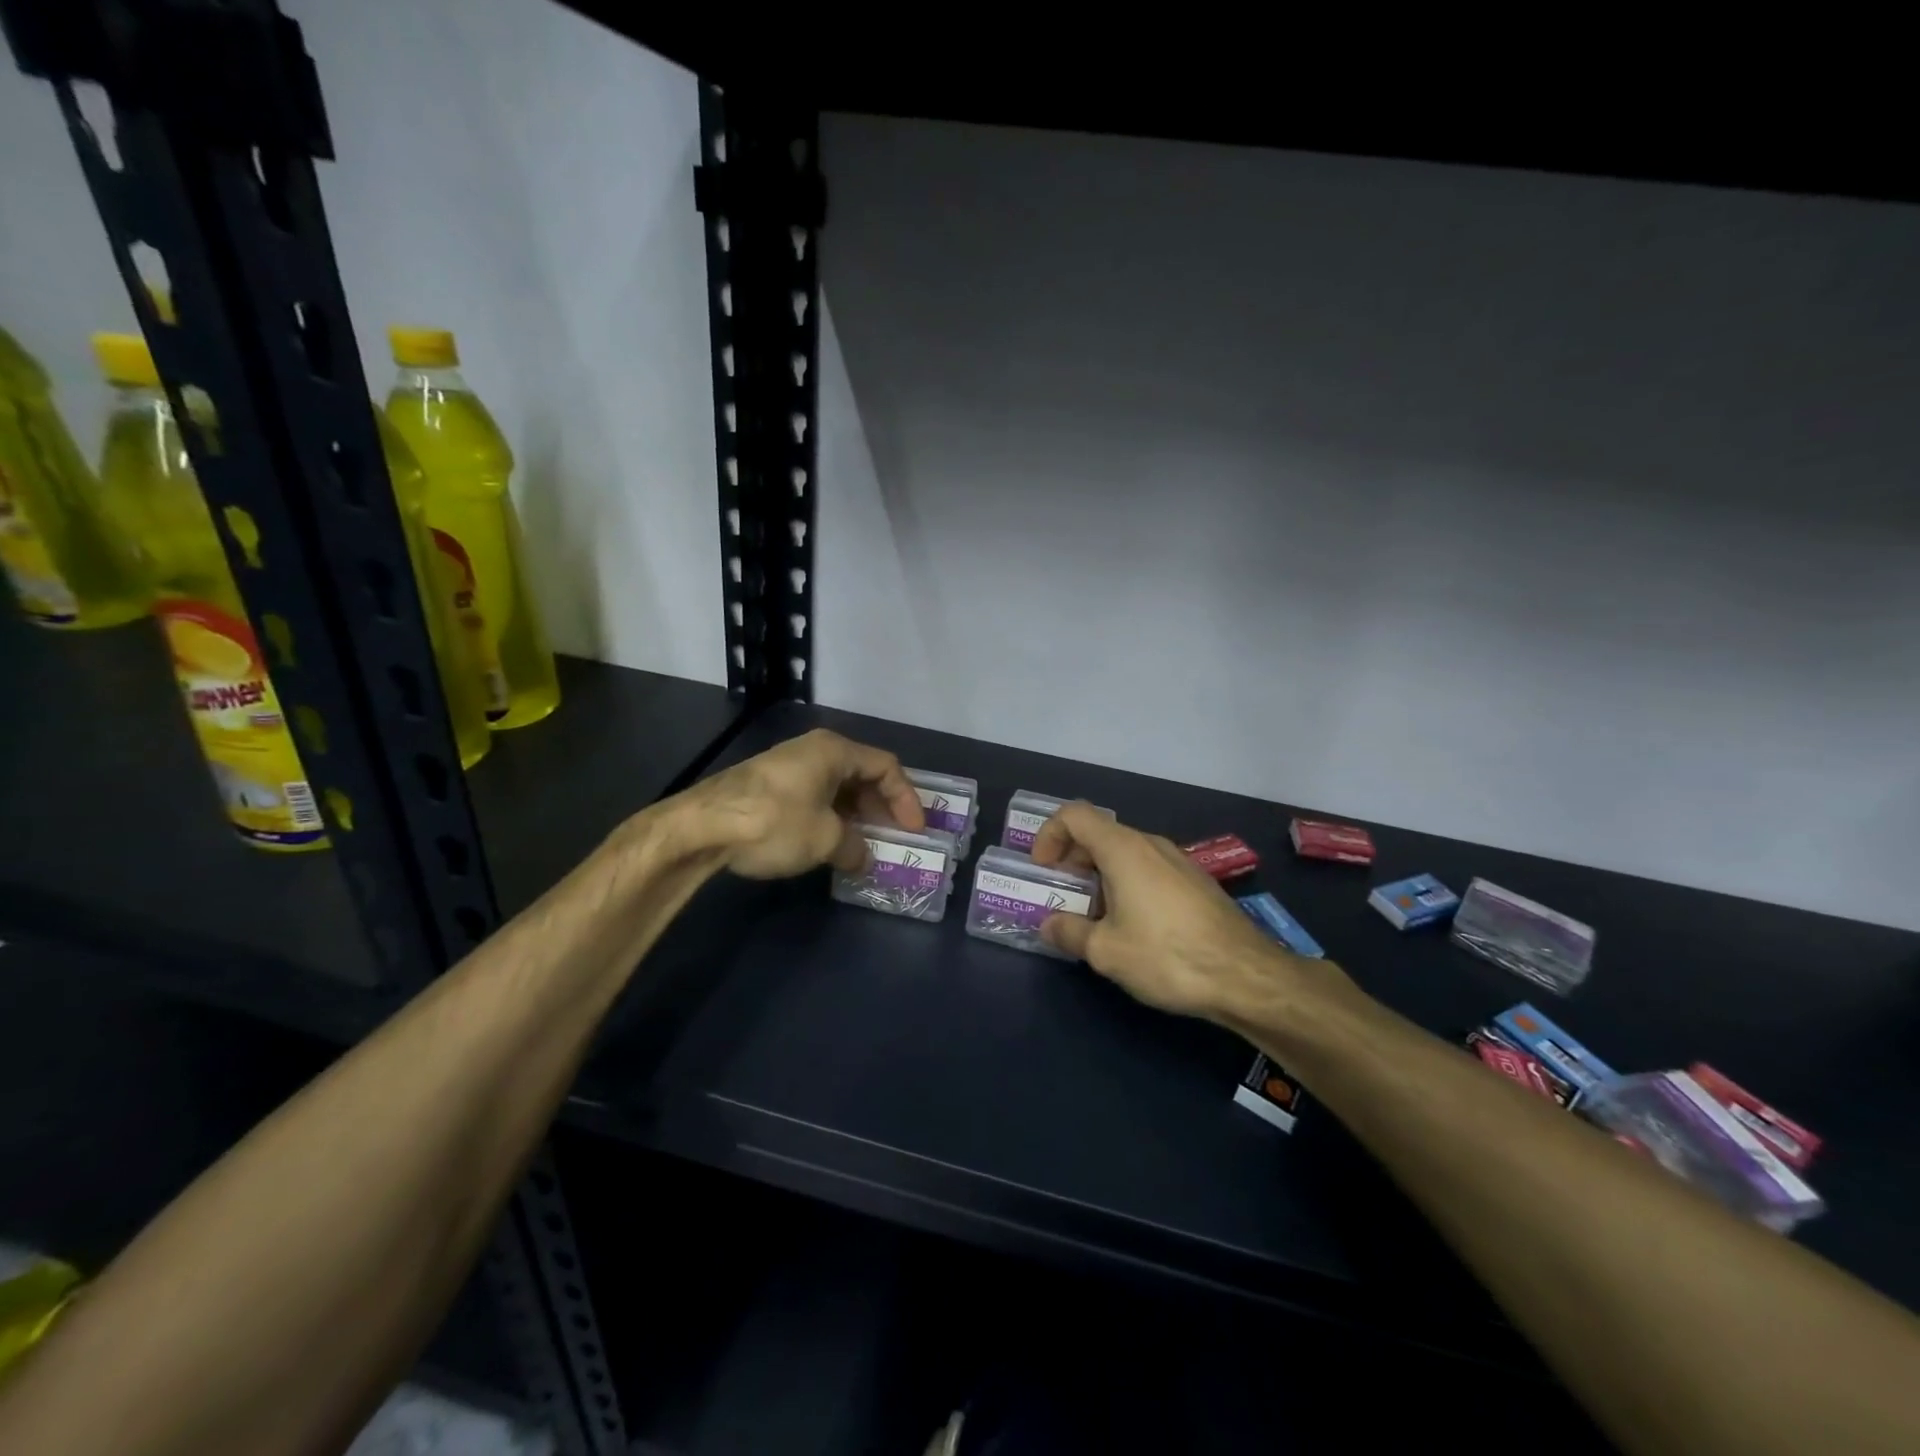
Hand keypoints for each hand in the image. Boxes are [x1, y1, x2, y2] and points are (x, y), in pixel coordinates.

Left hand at [681, 728, 924, 879]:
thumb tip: (863, 858)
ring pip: (836, 788)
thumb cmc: (774, 823)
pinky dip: (830, 818)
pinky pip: (813, 797)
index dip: (906, 799)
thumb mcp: (825, 839)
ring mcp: (788, 767)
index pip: (886, 767)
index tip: (914, 831)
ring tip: (863, 845)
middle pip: (861, 774)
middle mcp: (813, 750)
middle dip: (881, 807)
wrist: (700, 828)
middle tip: (892, 837)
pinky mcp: (768, 786)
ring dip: (854, 816)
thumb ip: (854, 847)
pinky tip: (829, 844)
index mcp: (834, 751)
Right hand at [1032, 805, 1321, 1021]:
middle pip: (1098, 834)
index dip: (1049, 835)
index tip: (1043, 871)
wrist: (1246, 976)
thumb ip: (1069, 933)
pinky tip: (1132, 927)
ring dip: (1099, 876)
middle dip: (1071, 861)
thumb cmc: (1167, 956)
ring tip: (1093, 918)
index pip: (1074, 815)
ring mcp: (1177, 861)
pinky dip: (1126, 884)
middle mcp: (1150, 844)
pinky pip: (1148, 869)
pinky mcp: (1195, 882)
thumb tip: (1048, 924)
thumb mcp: (1106, 951)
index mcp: (1123, 849)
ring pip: (1124, 854)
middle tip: (1061, 898)